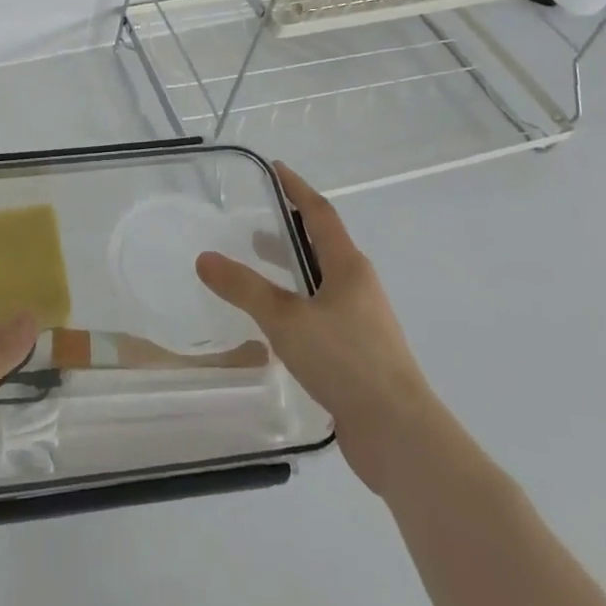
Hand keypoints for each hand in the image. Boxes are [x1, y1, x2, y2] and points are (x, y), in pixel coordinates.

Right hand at [196, 162, 435, 494]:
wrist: (401, 437)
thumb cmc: (346, 361)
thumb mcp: (286, 319)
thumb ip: (244, 288)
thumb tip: (204, 258)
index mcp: (348, 267)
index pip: (320, 213)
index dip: (297, 188)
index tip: (275, 168)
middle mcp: (359, 287)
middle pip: (323, 245)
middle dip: (291, 229)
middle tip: (255, 221)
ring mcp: (363, 323)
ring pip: (323, 282)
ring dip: (294, 269)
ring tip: (259, 270)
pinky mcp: (360, 355)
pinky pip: (323, 314)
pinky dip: (299, 304)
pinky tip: (278, 325)